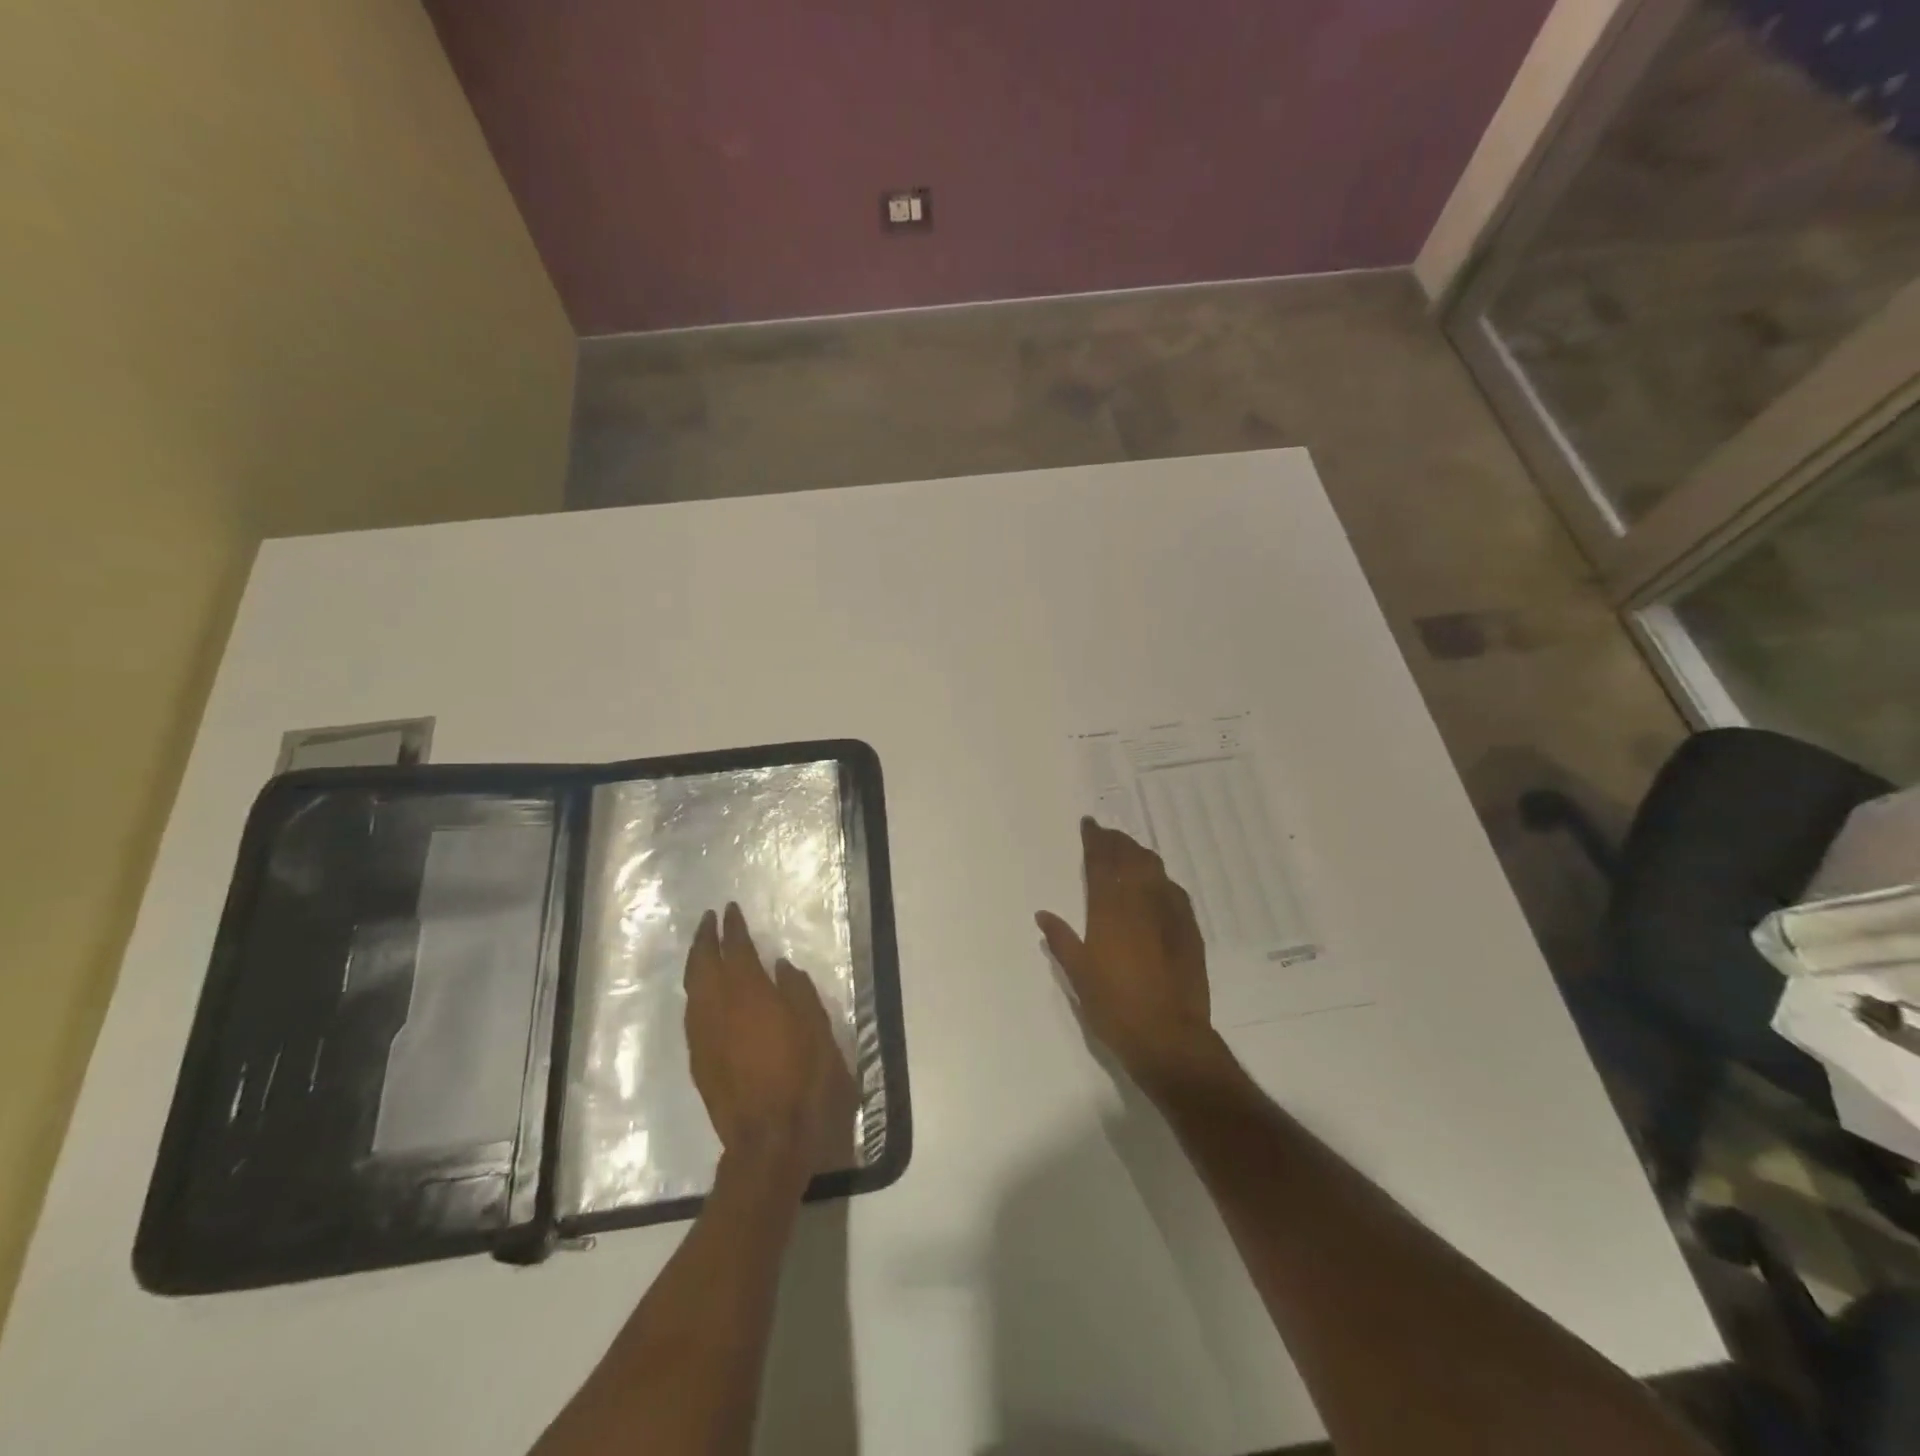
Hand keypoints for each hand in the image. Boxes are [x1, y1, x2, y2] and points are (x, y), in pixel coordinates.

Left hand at [684, 903, 858, 1180]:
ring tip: (703, 950)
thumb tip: (779, 967)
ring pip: (692, 989)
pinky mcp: (699, 1061)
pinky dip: (696, 993)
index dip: (732, 928)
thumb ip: (797, 991)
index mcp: (749, 994)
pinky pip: (691, 1014)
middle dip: (704, 938)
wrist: (771, 1140)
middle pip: (703, 964)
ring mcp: (703, 1036)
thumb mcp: (817, 1028)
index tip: (730, 910)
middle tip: (709, 920)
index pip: (736, 949)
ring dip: (696, 964)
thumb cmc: (805, 1078)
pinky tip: (703, 994)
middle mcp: (718, 1008)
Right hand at [1036, 817, 1218, 1081]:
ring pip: (1154, 869)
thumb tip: (1043, 914)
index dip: (1095, 839)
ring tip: (1129, 851)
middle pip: (1129, 857)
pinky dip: (1161, 879)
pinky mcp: (1189, 929)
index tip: (1089, 824)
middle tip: (1107, 834)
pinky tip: (1158, 884)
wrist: (1169, 1036)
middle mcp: (1140, 901)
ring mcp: (1169, 913)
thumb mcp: (1078, 975)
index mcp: (1109, 909)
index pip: (1101, 861)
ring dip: (1139, 854)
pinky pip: (1173, 890)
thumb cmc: (1114, 1007)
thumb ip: (1061, 940)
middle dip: (1117, 841)